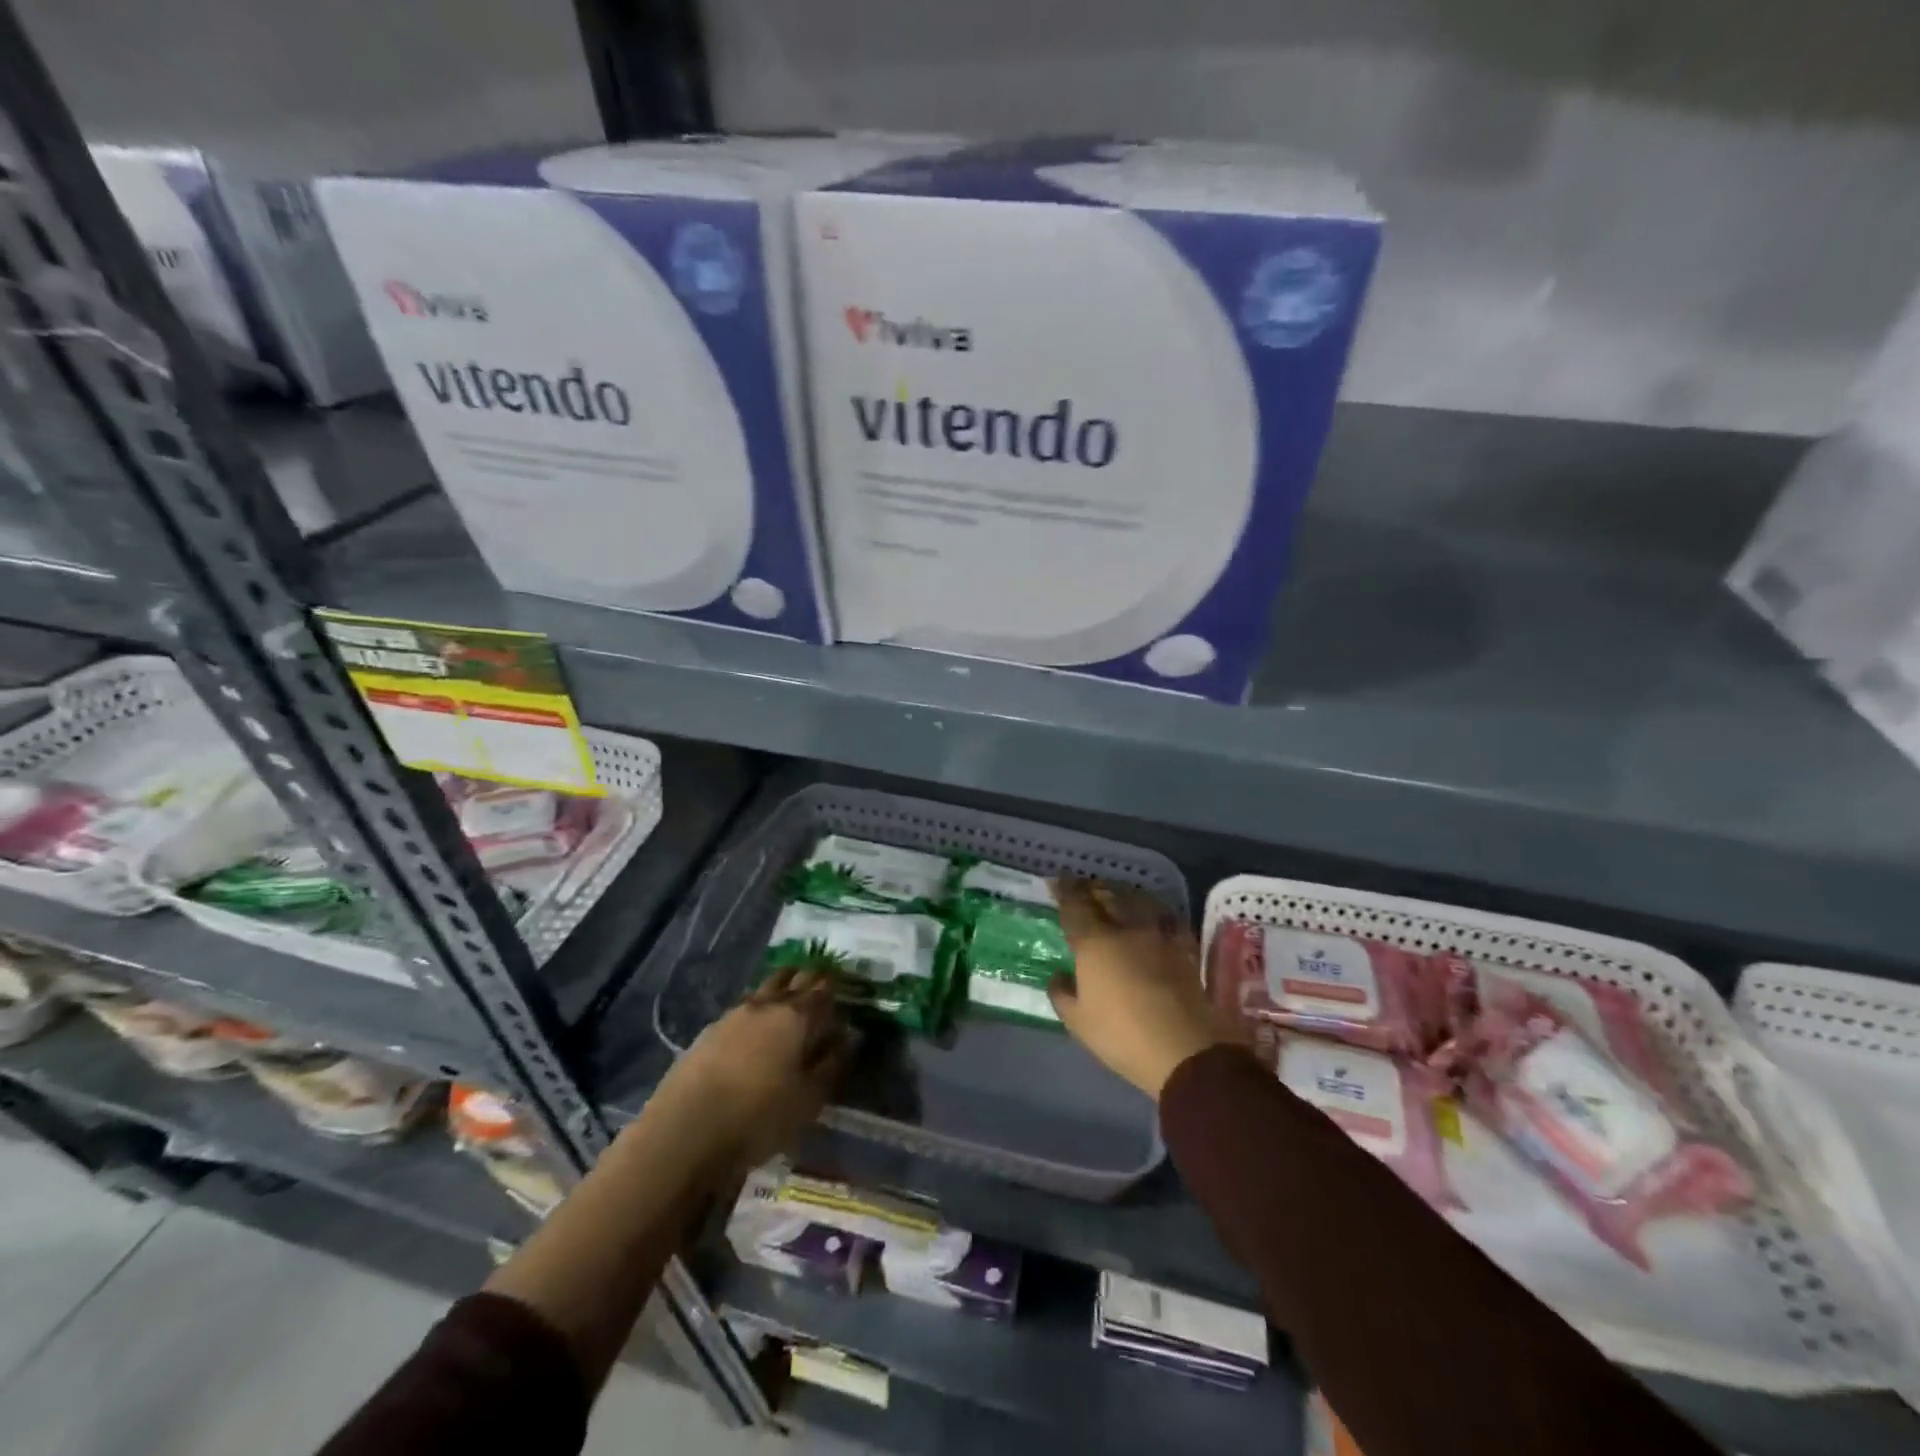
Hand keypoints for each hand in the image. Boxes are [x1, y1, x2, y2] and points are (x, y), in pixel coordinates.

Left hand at [648, 968, 855, 1170]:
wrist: (684, 1130)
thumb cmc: (758, 1117)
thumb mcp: (808, 1099)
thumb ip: (832, 1063)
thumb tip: (850, 1036)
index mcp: (796, 1017)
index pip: (821, 990)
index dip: (834, 985)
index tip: (844, 983)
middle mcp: (766, 1005)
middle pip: (791, 978)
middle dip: (807, 977)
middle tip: (818, 981)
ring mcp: (733, 1015)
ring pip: (764, 989)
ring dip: (779, 988)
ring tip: (787, 996)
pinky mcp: (708, 1032)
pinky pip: (742, 1009)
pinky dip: (756, 1009)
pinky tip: (755, 1026)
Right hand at [1048, 877, 1232, 1098]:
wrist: (1187, 1051)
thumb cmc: (1123, 1036)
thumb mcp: (1078, 1022)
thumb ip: (1062, 994)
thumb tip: (1059, 975)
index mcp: (1094, 943)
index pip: (1075, 905)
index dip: (1063, 890)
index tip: (1057, 881)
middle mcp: (1126, 928)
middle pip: (1107, 895)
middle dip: (1091, 887)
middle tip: (1082, 886)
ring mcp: (1159, 935)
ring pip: (1138, 899)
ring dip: (1121, 892)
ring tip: (1114, 893)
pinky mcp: (1184, 947)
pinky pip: (1166, 916)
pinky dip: (1154, 909)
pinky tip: (1152, 914)